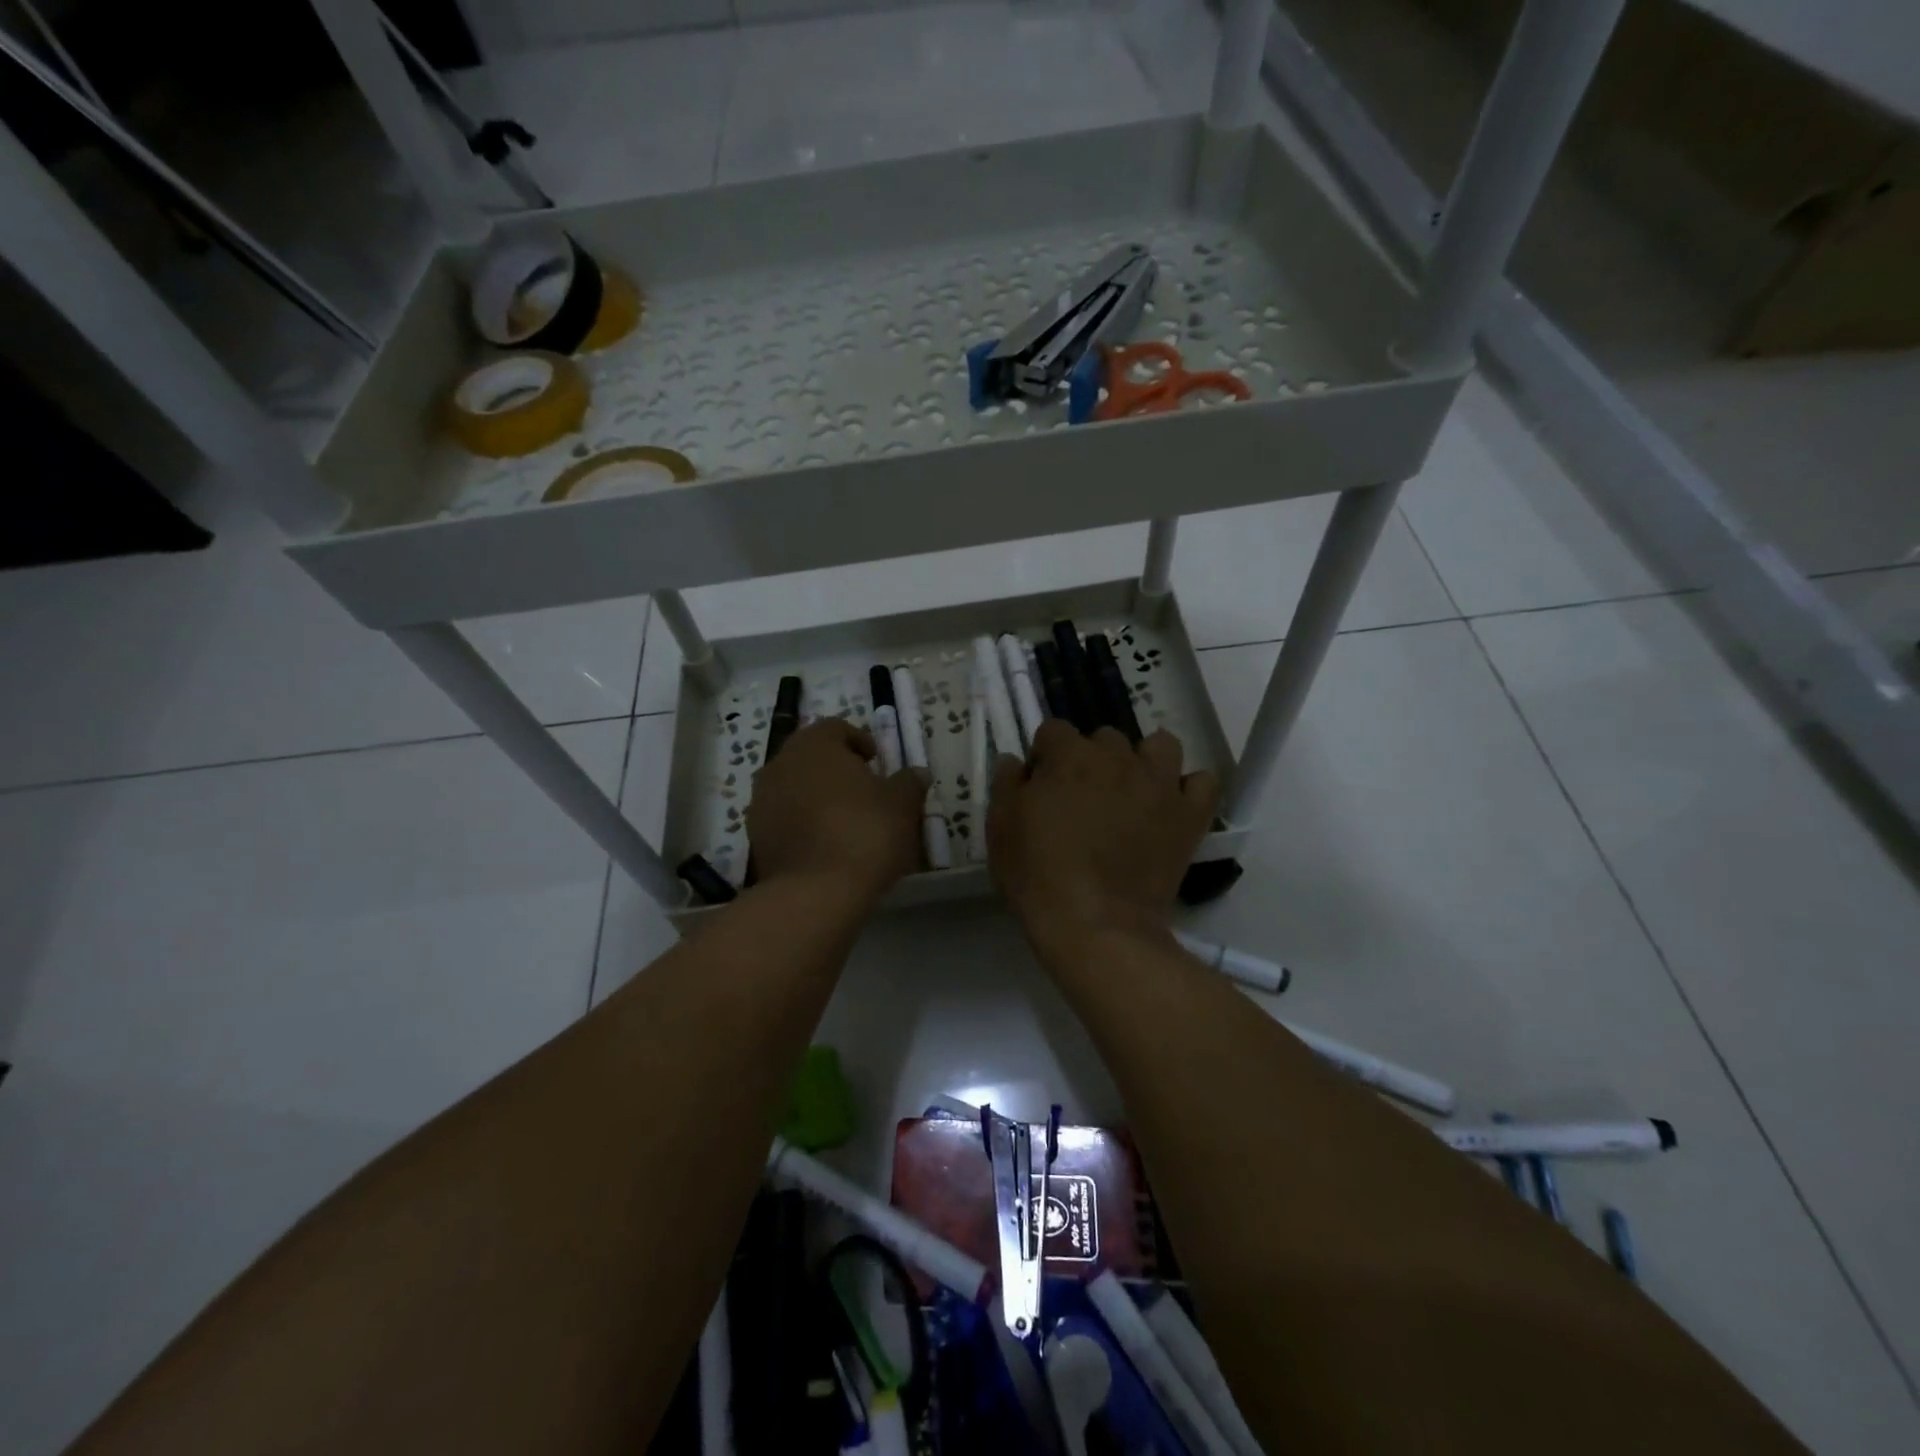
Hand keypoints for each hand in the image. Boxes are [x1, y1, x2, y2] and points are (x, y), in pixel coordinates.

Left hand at [747, 718, 929, 898]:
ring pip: (792, 786)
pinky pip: (782, 817)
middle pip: (809, 755)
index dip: (858, 741)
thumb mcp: (902, 805)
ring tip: (841, 819)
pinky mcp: (755, 835)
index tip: (876, 762)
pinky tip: (822, 844)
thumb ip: (909, 782)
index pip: (835, 727)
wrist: (816, 892)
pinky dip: (800, 822)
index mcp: (815, 745)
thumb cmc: (865, 833)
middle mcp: (781, 764)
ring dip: (814, 794)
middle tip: (861, 790)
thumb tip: (917, 773)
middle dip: (834, 768)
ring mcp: (761, 800)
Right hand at [988, 721, 1218, 957]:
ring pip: (1160, 746)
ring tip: (1132, 791)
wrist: (1096, 924)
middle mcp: (1117, 757)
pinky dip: (1188, 790)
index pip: (1054, 730)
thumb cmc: (1038, 875)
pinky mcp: (1189, 814)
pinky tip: (1171, 807)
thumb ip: (1007, 784)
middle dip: (1092, 759)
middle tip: (1082, 797)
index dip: (1045, 756)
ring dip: (1145, 761)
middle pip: (1105, 738)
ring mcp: (1159, 783)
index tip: (1041, 784)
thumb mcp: (1000, 828)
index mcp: (1069, 756)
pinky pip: (1202, 783)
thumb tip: (1015, 760)